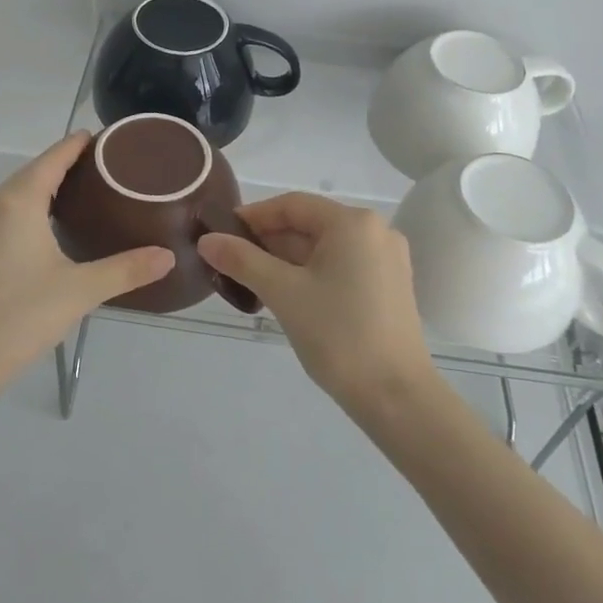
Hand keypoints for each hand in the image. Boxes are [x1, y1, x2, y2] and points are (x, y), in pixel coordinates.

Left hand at [0, 132, 174, 400]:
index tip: (99, 135)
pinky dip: (30, 207)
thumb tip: (168, 256)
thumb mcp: (80, 291)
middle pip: (31, 173)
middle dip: (64, 164)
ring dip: (45, 187)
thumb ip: (126, 270)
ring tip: (83, 191)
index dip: (74, 145)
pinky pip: (5, 213)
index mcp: (16, 204)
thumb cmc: (19, 318)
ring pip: (16, 195)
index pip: (51, 160)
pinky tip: (49, 225)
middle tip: (104, 166)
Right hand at [196, 193, 435, 414]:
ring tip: (249, 281)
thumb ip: (242, 260)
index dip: (254, 217)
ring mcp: (385, 260)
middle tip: (230, 262)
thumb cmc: (338, 335)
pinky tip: (285, 294)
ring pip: (324, 248)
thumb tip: (206, 240)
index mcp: (353, 223)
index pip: (293, 205)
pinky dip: (310, 274)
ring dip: (286, 261)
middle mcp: (375, 231)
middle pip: (309, 225)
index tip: (221, 235)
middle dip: (268, 242)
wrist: (396, 396)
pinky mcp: (388, 286)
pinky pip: (340, 266)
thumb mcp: (283, 293)